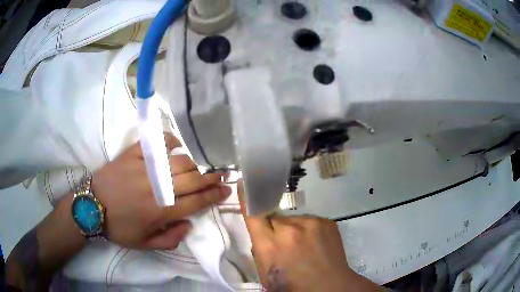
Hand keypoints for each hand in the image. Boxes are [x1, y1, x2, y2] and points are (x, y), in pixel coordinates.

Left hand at [92, 133, 230, 249]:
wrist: (92, 206)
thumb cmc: (119, 227)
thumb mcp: (145, 245)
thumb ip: (171, 239)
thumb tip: (189, 225)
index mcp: (162, 211)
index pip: (197, 201)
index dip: (214, 195)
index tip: (227, 190)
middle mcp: (159, 188)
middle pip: (194, 179)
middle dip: (212, 177)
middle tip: (223, 174)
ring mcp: (146, 167)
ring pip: (180, 161)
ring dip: (194, 164)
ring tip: (199, 166)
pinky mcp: (134, 154)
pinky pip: (158, 143)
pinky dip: (171, 141)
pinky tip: (176, 145)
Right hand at [238, 180, 380, 291]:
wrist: (330, 286)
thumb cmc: (293, 286)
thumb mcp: (265, 274)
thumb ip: (259, 249)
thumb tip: (261, 231)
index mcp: (271, 246)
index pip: (254, 215)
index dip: (247, 199)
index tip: (244, 183)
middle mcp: (290, 229)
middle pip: (274, 218)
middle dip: (275, 229)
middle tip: (282, 245)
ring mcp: (311, 223)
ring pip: (293, 220)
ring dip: (293, 230)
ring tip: (303, 247)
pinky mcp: (326, 221)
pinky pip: (309, 222)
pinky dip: (308, 231)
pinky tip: (315, 244)